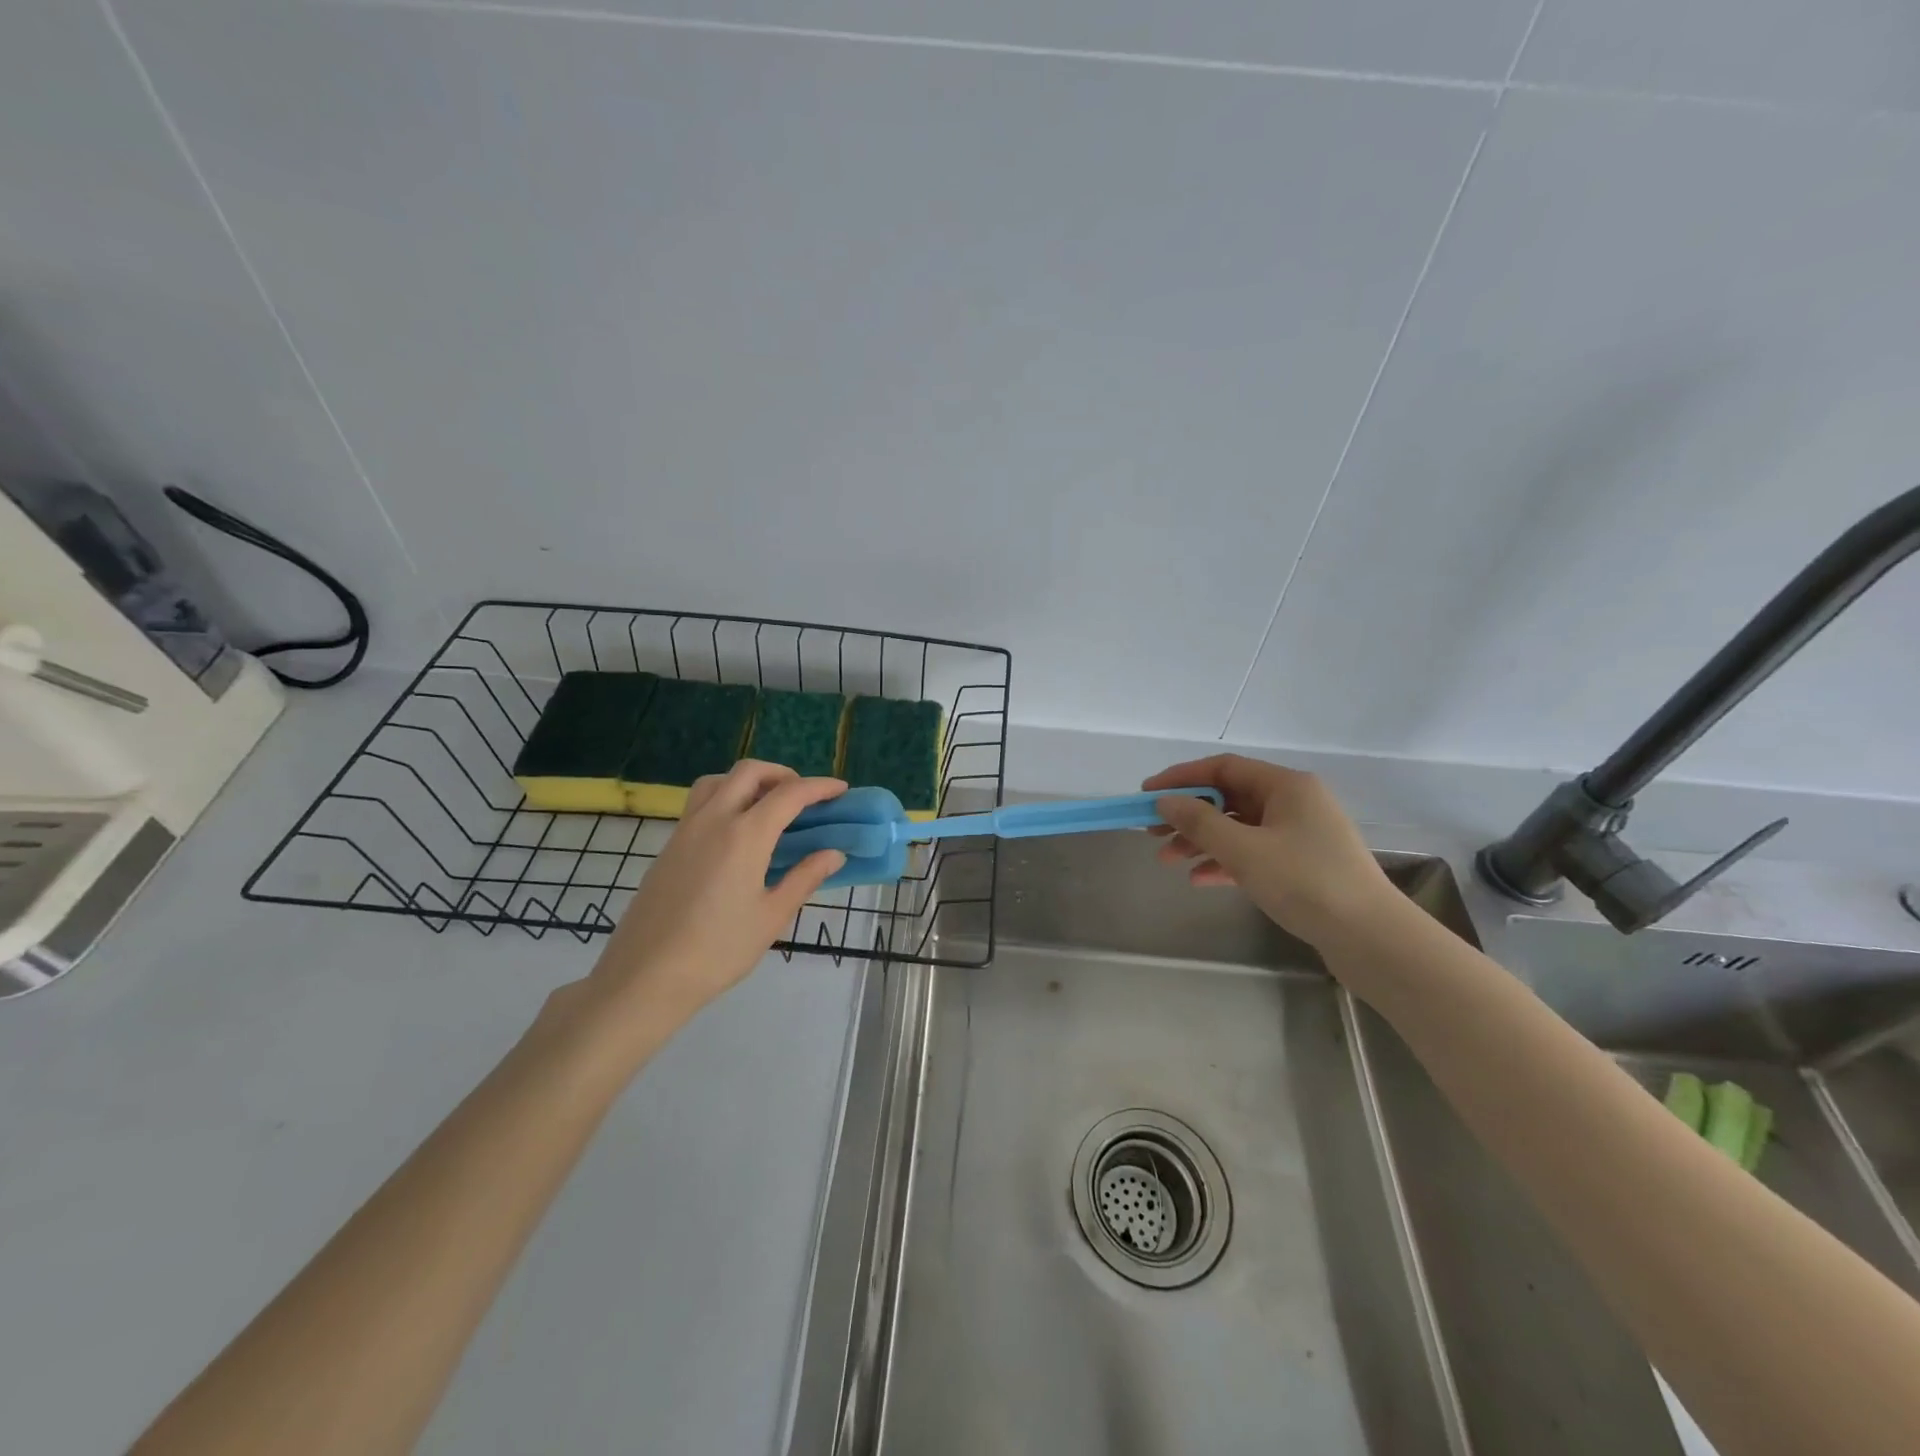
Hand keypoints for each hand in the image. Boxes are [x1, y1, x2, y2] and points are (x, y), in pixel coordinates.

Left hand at [583, 761, 847, 1026]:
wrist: (645, 976)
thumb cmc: (717, 950)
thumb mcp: (771, 917)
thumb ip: (805, 878)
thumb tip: (834, 854)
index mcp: (745, 835)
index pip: (789, 794)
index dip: (819, 787)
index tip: (841, 790)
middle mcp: (714, 820)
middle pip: (749, 772)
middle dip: (782, 774)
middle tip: (803, 797)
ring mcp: (686, 830)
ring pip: (718, 781)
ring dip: (748, 781)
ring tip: (767, 807)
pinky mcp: (669, 846)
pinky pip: (701, 803)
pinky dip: (726, 799)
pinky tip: (737, 835)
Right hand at [1145, 754, 1395, 947]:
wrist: (1370, 938)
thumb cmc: (1305, 882)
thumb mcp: (1244, 850)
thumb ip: (1199, 822)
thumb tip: (1165, 801)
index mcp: (1286, 785)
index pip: (1223, 768)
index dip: (1181, 778)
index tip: (1147, 793)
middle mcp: (1295, 802)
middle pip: (1229, 798)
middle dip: (1188, 814)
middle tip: (1152, 831)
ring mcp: (1300, 834)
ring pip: (1239, 828)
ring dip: (1201, 841)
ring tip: (1167, 860)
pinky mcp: (1303, 865)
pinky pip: (1253, 853)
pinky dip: (1225, 862)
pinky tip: (1199, 879)